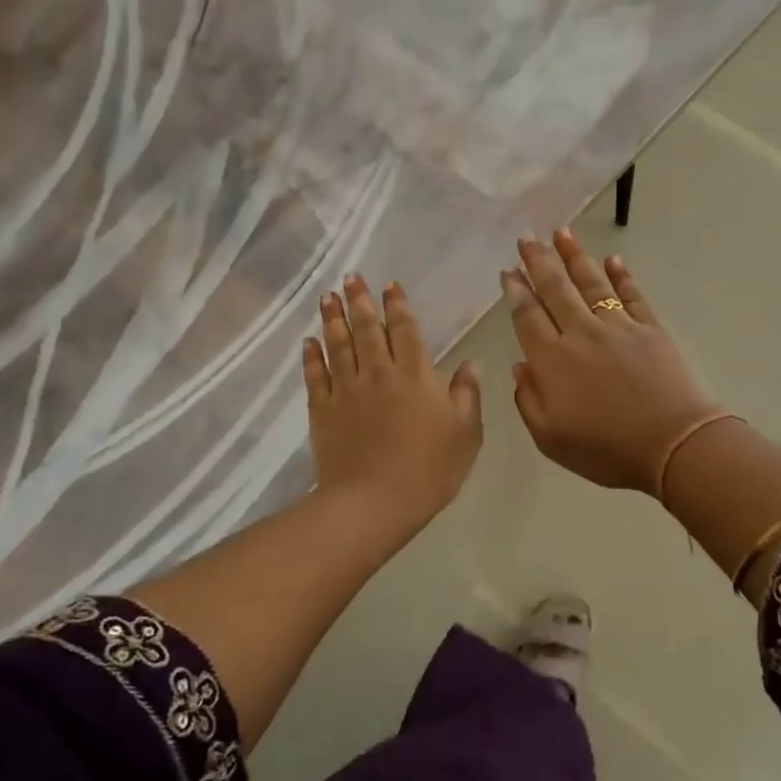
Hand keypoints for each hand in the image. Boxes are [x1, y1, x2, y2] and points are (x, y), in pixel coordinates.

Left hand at [303, 275, 482, 536]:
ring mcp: (347, 390)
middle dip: (360, 301)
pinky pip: (315, 375)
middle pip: (366, 329)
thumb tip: (471, 363)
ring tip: (328, 296)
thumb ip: (468, 394)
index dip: (398, 306)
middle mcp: (378, 373)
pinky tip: (309, 341)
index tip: (390, 286)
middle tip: (351, 278)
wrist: (375, 502)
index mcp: (416, 375)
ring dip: (333, 318)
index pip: (405, 330)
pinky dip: (311, 356)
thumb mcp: (466, 433)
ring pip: (338, 344)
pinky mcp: (323, 410)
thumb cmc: (430, 469)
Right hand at [504, 230, 721, 494]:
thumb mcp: (550, 438)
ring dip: (574, 256)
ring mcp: (618, 327)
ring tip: (561, 232)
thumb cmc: (605, 450)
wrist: (672, 445)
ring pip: (591, 283)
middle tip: (527, 238)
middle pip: (556, 289)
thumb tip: (520, 366)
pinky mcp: (650, 329)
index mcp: (552, 360)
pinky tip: (612, 260)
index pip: (528, 317)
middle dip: (539, 262)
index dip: (517, 292)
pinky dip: (621, 276)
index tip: (509, 272)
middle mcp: (581, 333)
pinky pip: (632, 295)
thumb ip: (528, 400)